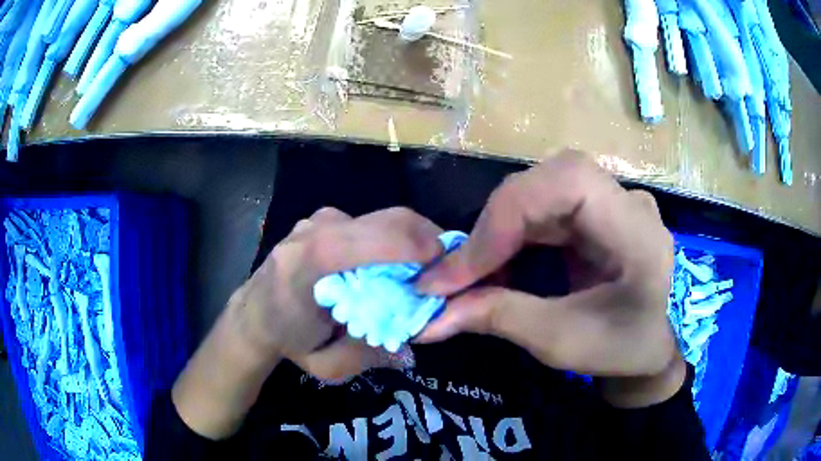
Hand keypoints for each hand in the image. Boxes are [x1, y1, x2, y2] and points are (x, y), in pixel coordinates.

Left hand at [173, 207, 444, 438]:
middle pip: (386, 220)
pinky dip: (393, 239)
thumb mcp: (327, 366)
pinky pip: (370, 223)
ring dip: (412, 240)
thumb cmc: (286, 341)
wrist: (253, 315)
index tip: (447, 267)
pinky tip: (396, 265)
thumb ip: (370, 354)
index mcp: (306, 265)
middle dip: (427, 241)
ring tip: (423, 271)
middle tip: (447, 272)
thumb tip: (413, 344)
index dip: (414, 246)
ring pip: (382, 219)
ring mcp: (318, 219)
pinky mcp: (324, 219)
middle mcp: (313, 231)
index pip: (366, 240)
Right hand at [416, 150, 683, 405]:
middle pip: (547, 181)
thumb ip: (500, 318)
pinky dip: (511, 234)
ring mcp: (610, 200)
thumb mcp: (562, 343)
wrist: (649, 346)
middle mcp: (626, 201)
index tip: (458, 272)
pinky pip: (543, 206)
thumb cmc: (620, 349)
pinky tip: (498, 264)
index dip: (506, 216)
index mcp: (636, 231)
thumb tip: (430, 317)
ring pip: (539, 190)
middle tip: (456, 274)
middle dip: (495, 225)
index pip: (568, 183)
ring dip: (498, 230)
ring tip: (473, 274)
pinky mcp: (594, 209)